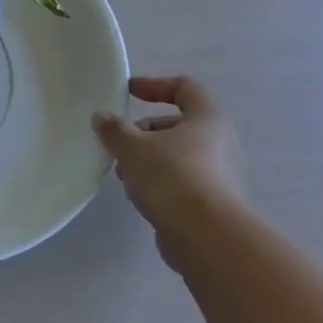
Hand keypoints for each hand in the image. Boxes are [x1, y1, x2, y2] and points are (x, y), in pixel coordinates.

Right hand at [92, 74, 245, 267]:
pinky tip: (140, 197)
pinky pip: (181, 183)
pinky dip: (159, 183)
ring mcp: (219, 176)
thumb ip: (114, 129)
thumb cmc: (172, 177)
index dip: (155, 84)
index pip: (186, 88)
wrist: (208, 238)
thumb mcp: (132, 147)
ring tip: (124, 175)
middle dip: (143, 132)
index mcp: (207, 119)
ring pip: (176, 156)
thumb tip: (102, 118)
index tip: (128, 92)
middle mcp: (220, 144)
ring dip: (147, 160)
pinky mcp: (213, 205)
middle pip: (176, 125)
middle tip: (119, 144)